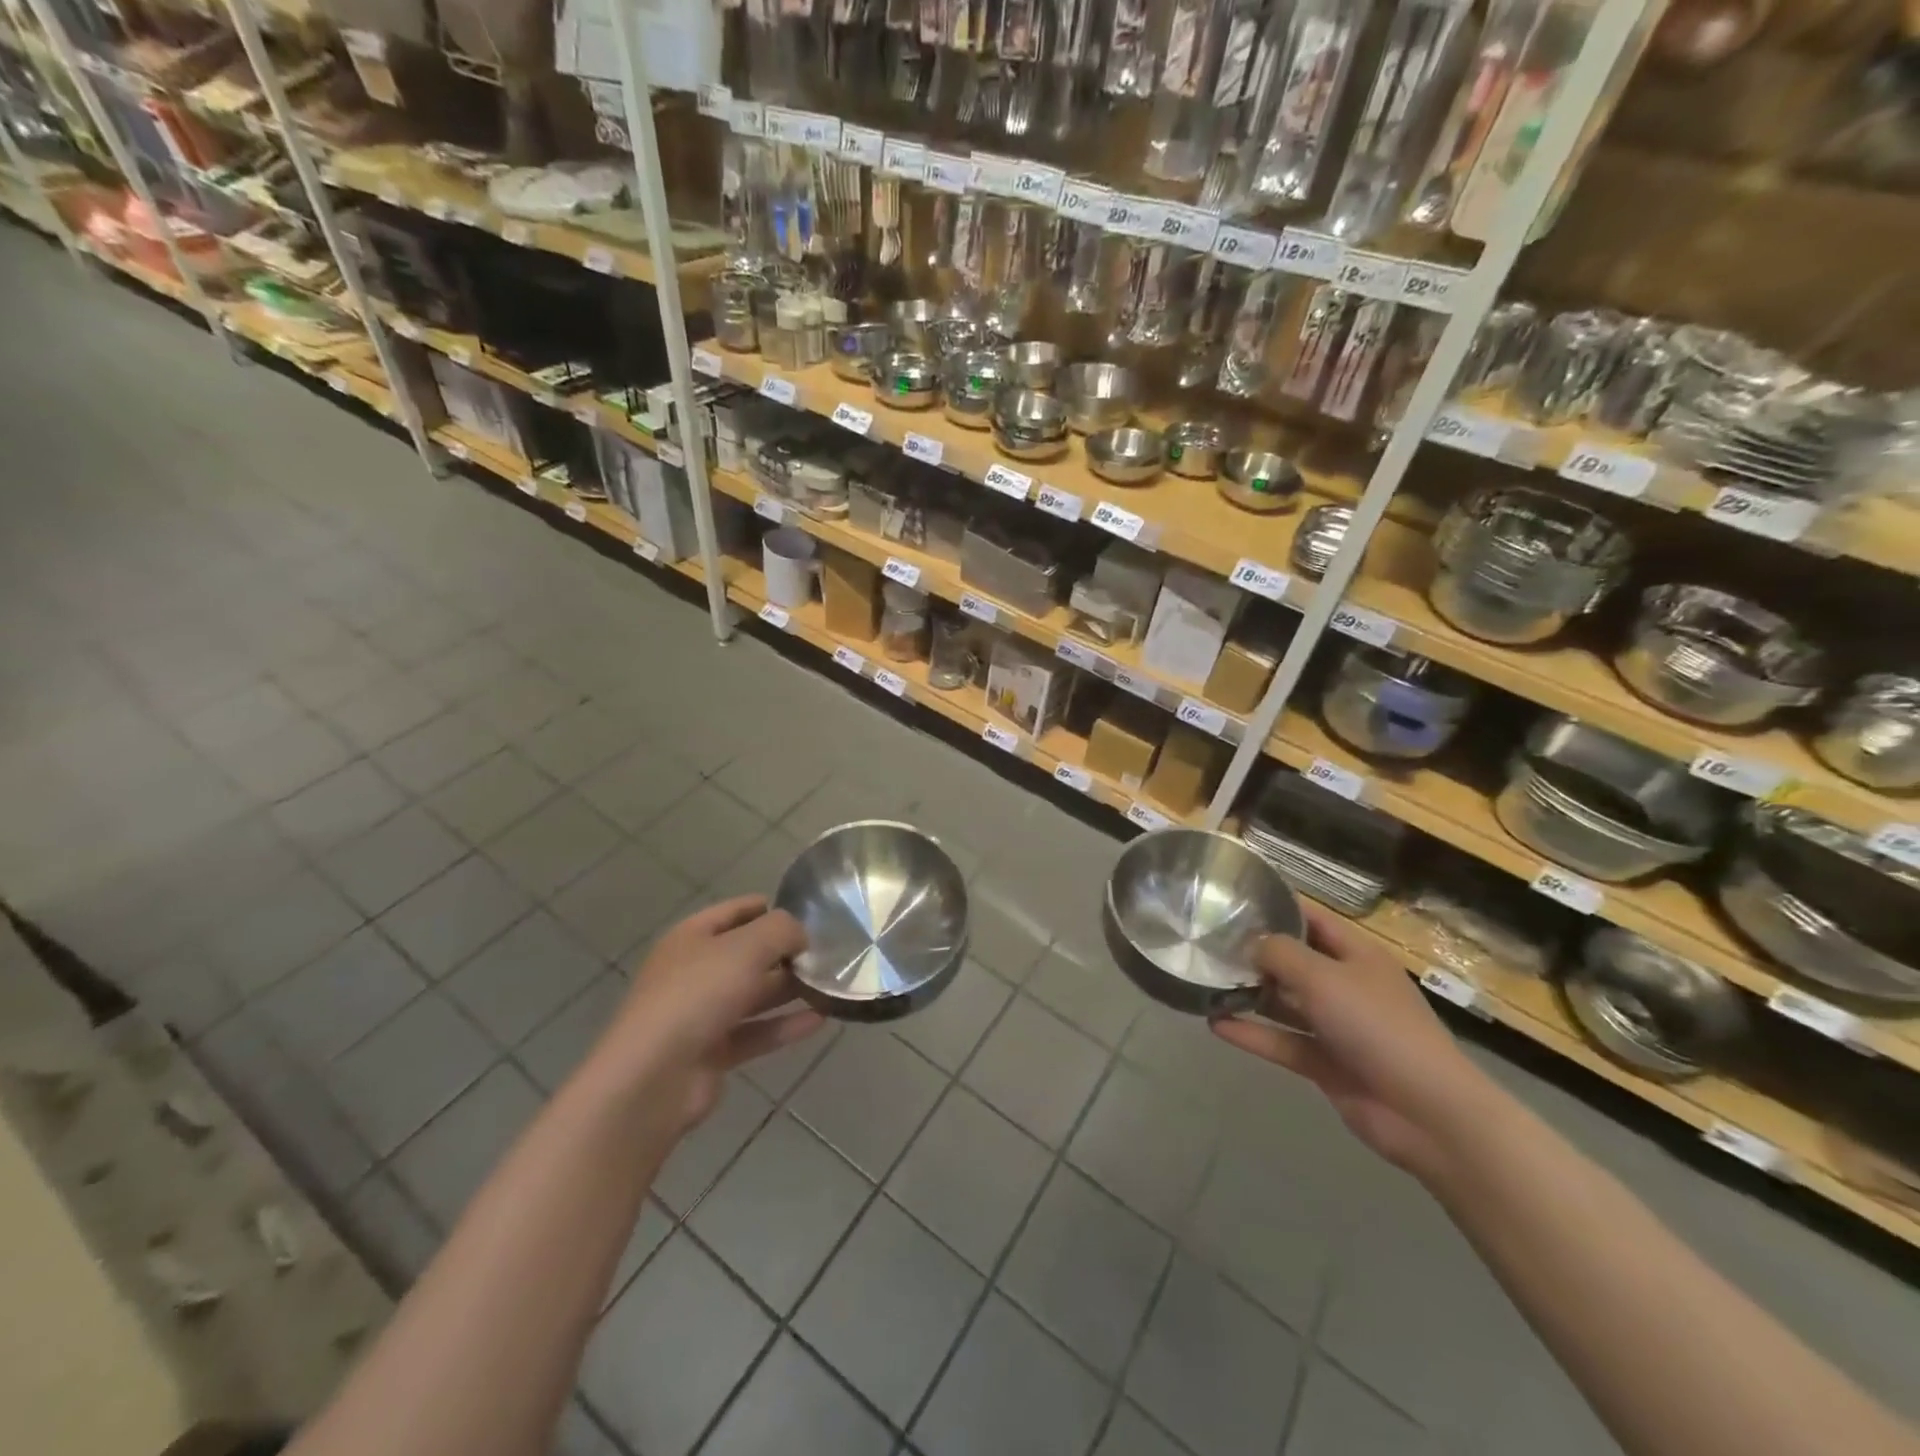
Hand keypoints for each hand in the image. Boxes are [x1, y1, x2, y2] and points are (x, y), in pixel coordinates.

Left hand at [596, 896, 823, 1129]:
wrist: (653, 1078)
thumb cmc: (698, 994)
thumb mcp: (747, 947)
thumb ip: (782, 930)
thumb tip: (801, 935)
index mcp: (693, 937)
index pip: (737, 911)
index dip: (771, 908)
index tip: (812, 915)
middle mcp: (695, 971)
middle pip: (748, 955)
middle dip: (786, 953)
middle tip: (830, 953)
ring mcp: (701, 1014)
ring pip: (754, 995)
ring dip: (790, 990)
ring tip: (832, 985)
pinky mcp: (712, 1052)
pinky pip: (755, 1032)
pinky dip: (784, 1026)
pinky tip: (820, 1020)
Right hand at [1211, 905, 1489, 1178]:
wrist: (1426, 1112)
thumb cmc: (1377, 1026)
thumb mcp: (1323, 976)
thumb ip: (1280, 953)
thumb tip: (1249, 943)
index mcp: (1356, 954)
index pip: (1310, 918)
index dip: (1275, 906)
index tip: (1230, 899)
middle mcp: (1345, 984)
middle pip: (1293, 960)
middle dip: (1253, 952)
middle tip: (1205, 942)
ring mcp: (1336, 1025)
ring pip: (1284, 1002)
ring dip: (1249, 994)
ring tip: (1203, 982)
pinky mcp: (1325, 1062)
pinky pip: (1282, 1040)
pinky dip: (1252, 1034)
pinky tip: (1215, 1024)